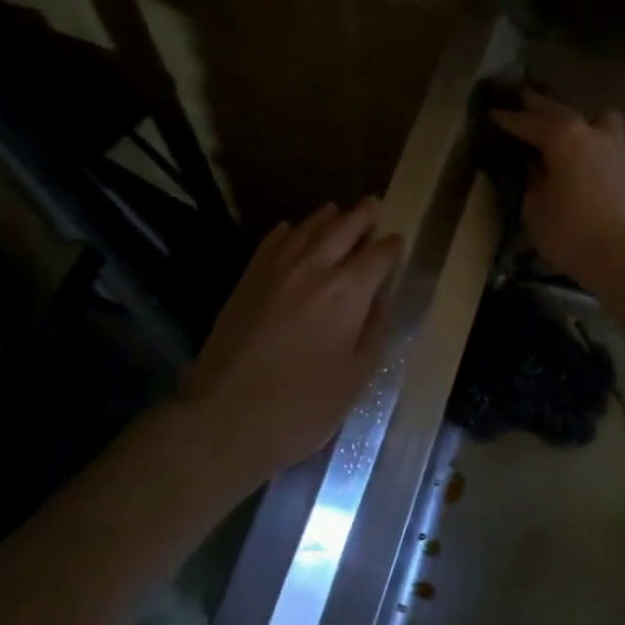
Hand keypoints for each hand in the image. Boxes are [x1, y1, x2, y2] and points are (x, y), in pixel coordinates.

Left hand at [181, 199, 402, 480]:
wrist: (226, 420)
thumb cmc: (303, 408)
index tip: (398, 243)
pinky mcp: (247, 282)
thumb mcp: (357, 377)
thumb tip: (382, 295)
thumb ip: (374, 329)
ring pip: (306, 229)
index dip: (392, 247)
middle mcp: (313, 269)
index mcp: (347, 292)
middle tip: (373, 205)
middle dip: (362, 216)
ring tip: (337, 211)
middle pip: (343, 229)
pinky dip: (287, 232)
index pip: (378, 255)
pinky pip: (271, 243)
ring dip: (326, 218)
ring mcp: (275, 271)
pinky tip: (291, 230)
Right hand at [490, 90, 624, 288]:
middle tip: (518, 98)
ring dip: (573, 115)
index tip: (491, 112)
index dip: (506, 118)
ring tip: (559, 124)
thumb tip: (536, 167)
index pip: (526, 122)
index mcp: (561, 137)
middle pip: (557, 110)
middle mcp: (588, 131)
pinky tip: (582, 149)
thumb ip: (532, 181)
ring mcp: (612, 145)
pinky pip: (604, 135)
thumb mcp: (534, 208)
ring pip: (592, 116)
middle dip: (536, 104)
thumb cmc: (571, 233)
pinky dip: (591, 134)